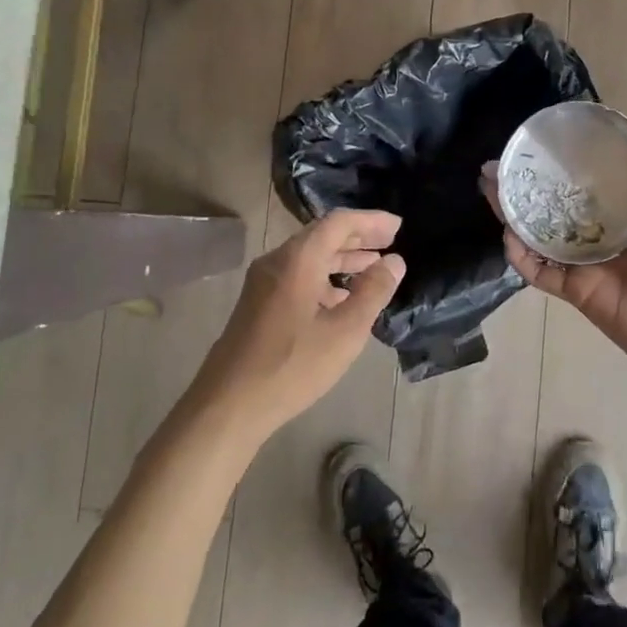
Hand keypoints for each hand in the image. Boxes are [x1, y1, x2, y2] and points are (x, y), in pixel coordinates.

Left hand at [196, 210, 405, 436]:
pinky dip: (325, 277)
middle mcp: (277, 262)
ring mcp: (263, 283)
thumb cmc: (291, 366)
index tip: (398, 226)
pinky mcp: (258, 303)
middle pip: (322, 235)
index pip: (338, 222)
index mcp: (298, 260)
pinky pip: (298, 275)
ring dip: (343, 258)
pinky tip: (342, 297)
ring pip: (309, 257)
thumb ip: (373, 292)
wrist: (227, 405)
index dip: (371, 220)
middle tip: (392, 241)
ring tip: (374, 267)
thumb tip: (394, 261)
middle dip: (358, 236)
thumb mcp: (345, 332)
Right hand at [490, 138, 626, 379]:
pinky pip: (540, 271)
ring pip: (538, 233)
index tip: (544, 141)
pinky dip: (521, 256)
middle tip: (499, 163)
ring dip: (513, 212)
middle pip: (553, 203)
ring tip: (490, 187)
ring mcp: (584, 262)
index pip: (590, 181)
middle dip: (525, 184)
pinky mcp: (575, 289)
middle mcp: (600, 232)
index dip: (566, 162)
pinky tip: (509, 234)